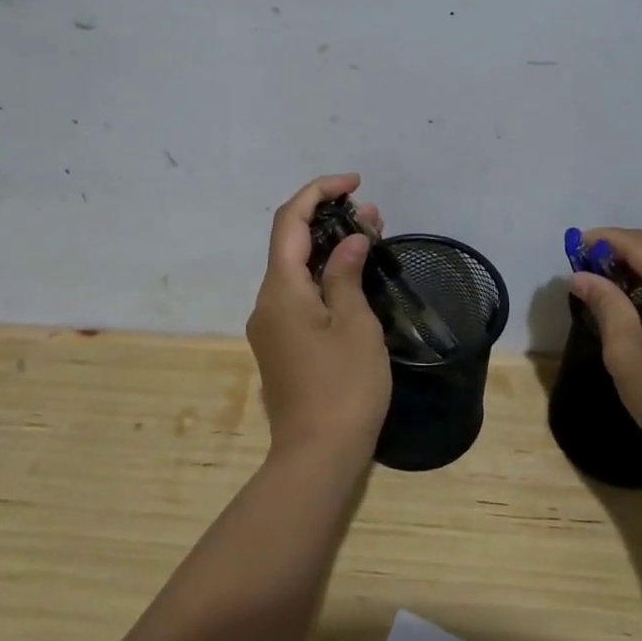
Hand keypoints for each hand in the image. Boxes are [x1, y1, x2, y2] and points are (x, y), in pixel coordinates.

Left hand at [245, 173, 391, 461]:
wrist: (317, 457)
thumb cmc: (343, 387)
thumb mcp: (355, 324)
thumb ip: (346, 274)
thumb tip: (349, 241)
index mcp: (281, 290)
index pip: (290, 221)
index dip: (319, 192)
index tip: (355, 183)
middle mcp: (267, 302)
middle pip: (290, 243)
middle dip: (329, 219)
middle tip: (373, 215)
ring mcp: (271, 326)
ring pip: (296, 269)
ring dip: (329, 247)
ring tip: (371, 237)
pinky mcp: (282, 345)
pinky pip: (299, 294)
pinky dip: (324, 275)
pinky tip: (354, 277)